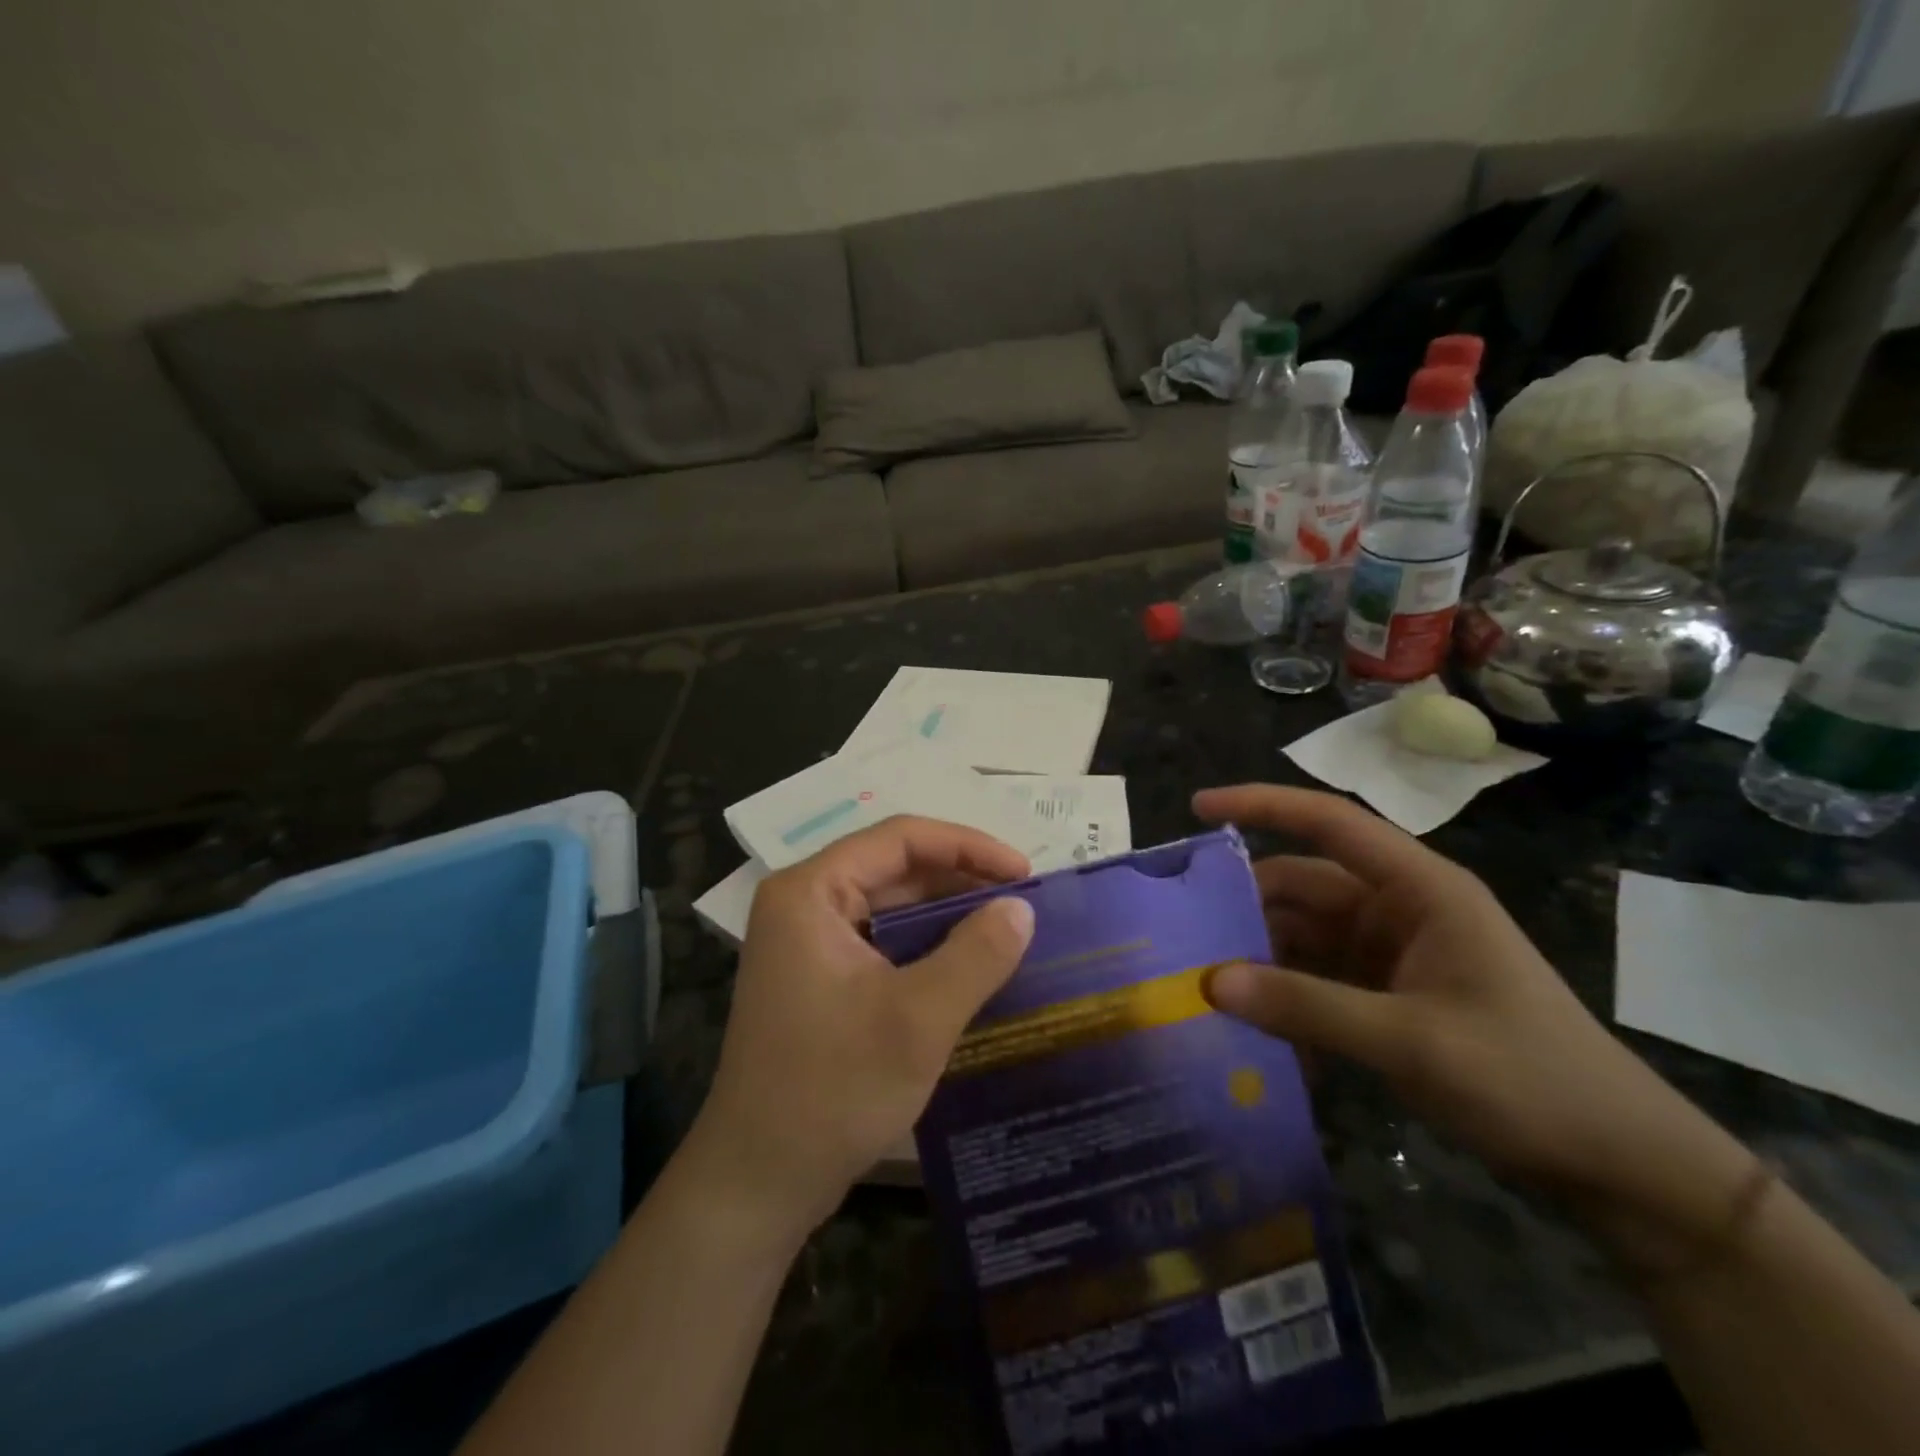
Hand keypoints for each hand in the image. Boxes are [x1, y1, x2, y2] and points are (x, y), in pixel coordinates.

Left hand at [680, 817, 1034, 1245]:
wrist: (758, 1183)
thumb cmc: (832, 1090)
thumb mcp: (917, 1019)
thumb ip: (976, 954)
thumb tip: (1023, 907)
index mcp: (811, 891)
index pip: (900, 838)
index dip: (968, 846)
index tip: (1024, 873)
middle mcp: (805, 903)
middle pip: (895, 867)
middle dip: (961, 880)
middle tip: (1024, 903)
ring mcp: (809, 942)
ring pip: (891, 905)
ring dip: (948, 914)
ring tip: (1008, 930)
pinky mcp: (820, 978)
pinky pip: (883, 941)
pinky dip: (928, 946)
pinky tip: (970, 965)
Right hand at [1192, 785, 1749, 1227]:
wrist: (1619, 1166)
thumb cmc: (1528, 1079)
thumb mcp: (1411, 1040)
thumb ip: (1307, 1006)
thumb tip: (1210, 981)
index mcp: (1419, 889)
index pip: (1328, 822)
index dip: (1261, 805)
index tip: (1199, 807)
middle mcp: (1399, 908)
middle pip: (1302, 885)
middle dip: (1244, 903)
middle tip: (1180, 930)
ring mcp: (1392, 953)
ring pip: (1303, 934)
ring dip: (1259, 955)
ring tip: (1201, 980)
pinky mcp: (1387, 995)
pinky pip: (1317, 978)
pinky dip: (1285, 995)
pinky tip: (1254, 1029)